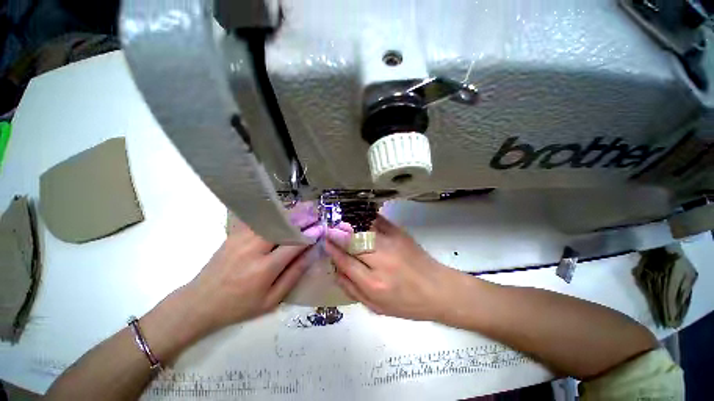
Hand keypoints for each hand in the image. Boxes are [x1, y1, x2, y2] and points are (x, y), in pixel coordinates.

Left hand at [183, 203, 324, 333]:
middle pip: (283, 225)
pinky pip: (258, 219)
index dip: (310, 234)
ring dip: (289, 213)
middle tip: (315, 212)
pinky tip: (282, 213)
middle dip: (302, 217)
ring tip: (303, 209)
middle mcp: (253, 248)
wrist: (199, 302)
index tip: (321, 228)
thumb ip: (294, 274)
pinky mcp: (234, 234)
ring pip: (271, 219)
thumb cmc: (239, 306)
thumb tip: (311, 253)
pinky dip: (273, 214)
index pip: (294, 244)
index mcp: (264, 268)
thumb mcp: (271, 300)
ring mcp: (241, 238)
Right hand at [325, 215, 460, 320]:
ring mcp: (391, 242)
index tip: (325, 241)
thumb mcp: (376, 307)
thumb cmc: (407, 303)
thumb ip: (352, 290)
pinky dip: (365, 218)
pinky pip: (377, 221)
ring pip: (363, 228)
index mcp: (374, 283)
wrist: (438, 289)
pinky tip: (359, 218)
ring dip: (349, 224)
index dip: (333, 249)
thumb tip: (335, 270)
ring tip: (340, 222)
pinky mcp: (399, 232)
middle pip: (352, 241)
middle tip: (329, 230)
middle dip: (338, 234)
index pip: (345, 261)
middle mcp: (381, 259)